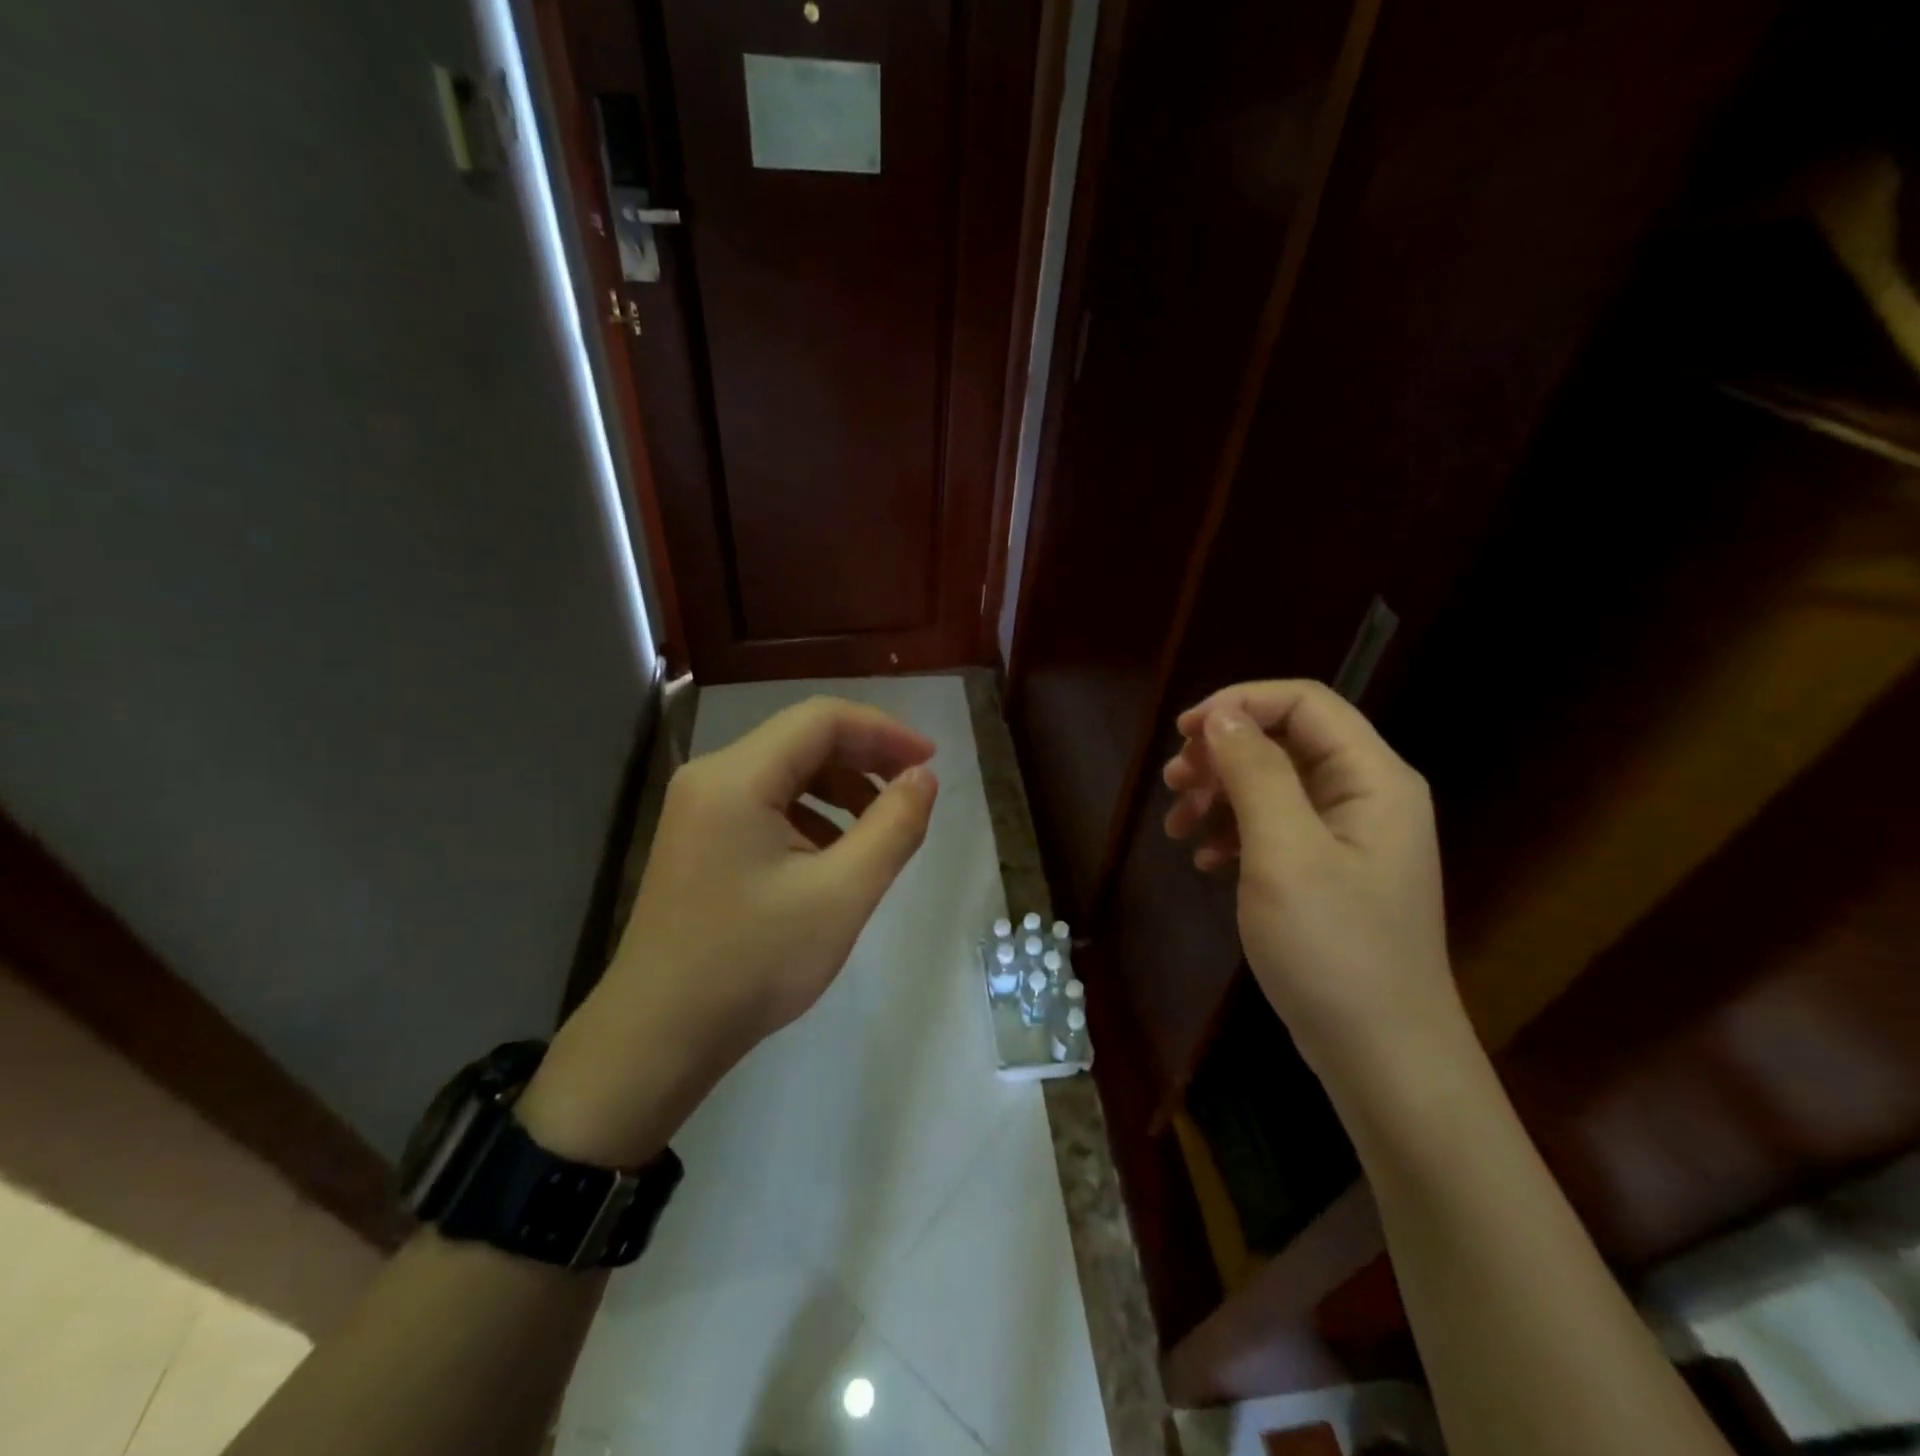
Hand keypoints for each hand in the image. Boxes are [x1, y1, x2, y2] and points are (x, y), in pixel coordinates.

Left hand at [519, 697, 938, 1164]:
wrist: (657, 1037)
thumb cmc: (753, 963)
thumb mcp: (841, 895)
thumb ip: (893, 827)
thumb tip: (923, 776)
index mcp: (737, 777)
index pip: (822, 719)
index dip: (884, 730)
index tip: (931, 761)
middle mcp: (711, 777)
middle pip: (801, 740)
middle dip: (864, 758)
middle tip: (913, 790)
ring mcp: (698, 808)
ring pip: (784, 771)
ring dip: (839, 788)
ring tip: (880, 829)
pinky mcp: (698, 838)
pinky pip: (764, 803)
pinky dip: (810, 815)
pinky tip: (832, 855)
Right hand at [1161, 680, 1464, 1084]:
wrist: (1382, 1058)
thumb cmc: (1334, 949)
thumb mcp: (1285, 853)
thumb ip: (1255, 773)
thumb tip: (1222, 715)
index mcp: (1372, 778)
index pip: (1304, 702)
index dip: (1239, 703)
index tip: (1182, 734)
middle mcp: (1366, 797)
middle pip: (1285, 741)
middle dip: (1222, 755)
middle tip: (1172, 784)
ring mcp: (1349, 839)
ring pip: (1273, 786)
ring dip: (1219, 795)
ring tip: (1176, 827)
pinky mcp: (1330, 874)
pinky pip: (1275, 829)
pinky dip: (1234, 834)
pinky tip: (1205, 860)